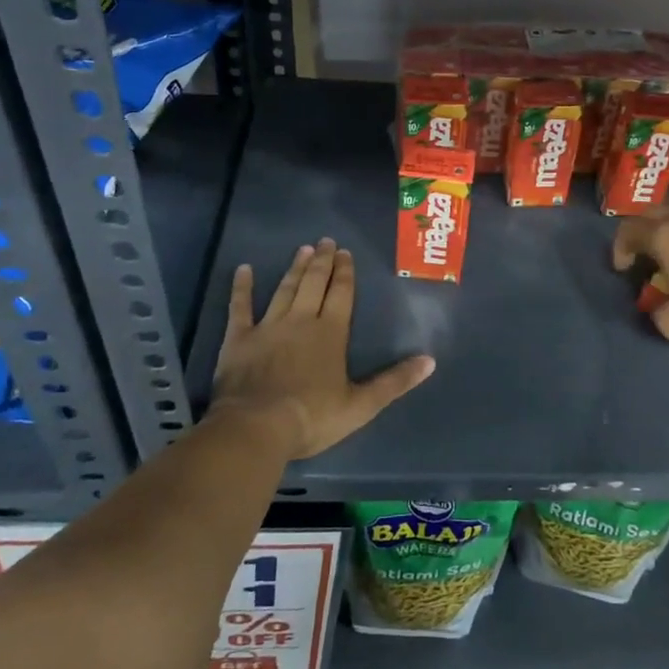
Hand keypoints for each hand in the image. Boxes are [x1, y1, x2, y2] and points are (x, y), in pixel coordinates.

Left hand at [209, 238, 434, 459]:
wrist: (256, 428)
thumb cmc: (312, 417)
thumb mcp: (362, 405)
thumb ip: (395, 381)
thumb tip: (430, 361)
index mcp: (331, 333)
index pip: (341, 294)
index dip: (345, 273)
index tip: (346, 253)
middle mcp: (301, 321)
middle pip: (314, 283)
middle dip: (322, 261)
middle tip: (326, 241)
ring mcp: (268, 327)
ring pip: (284, 289)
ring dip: (294, 268)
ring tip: (302, 249)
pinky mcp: (239, 339)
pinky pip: (240, 307)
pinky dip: (242, 288)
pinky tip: (243, 269)